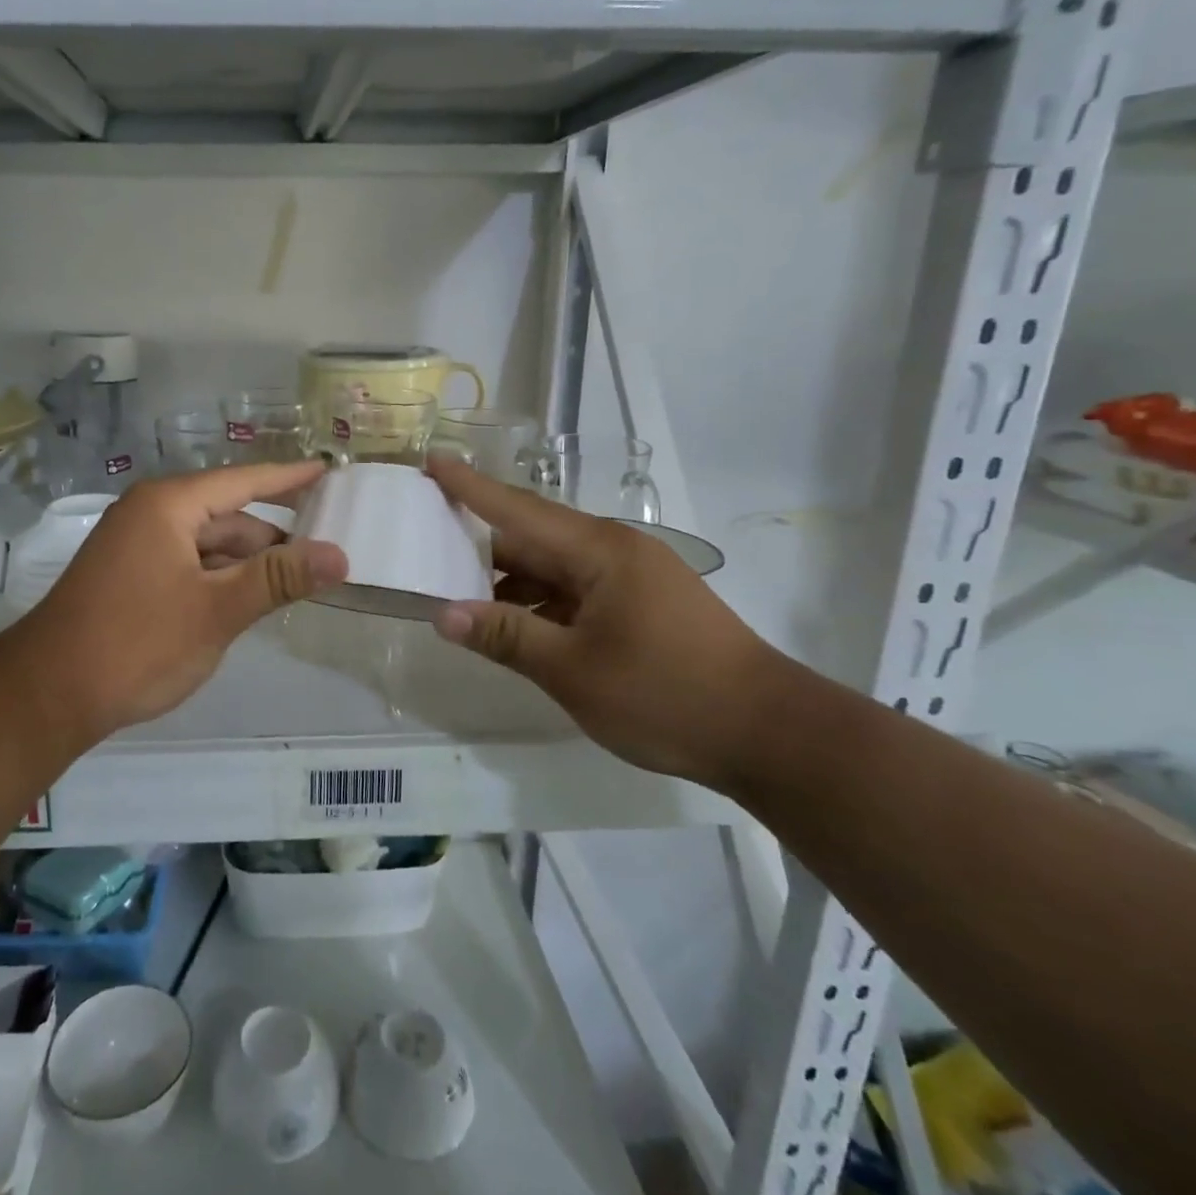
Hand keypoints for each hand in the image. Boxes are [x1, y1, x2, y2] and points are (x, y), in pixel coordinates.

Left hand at [0, 463, 346, 750]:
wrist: (48, 695)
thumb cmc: (137, 643)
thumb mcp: (217, 610)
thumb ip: (278, 578)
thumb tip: (340, 555)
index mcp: (169, 505)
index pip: (244, 481)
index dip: (289, 479)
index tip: (327, 471)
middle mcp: (151, 514)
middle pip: (228, 516)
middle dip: (274, 537)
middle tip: (327, 553)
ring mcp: (137, 546)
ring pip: (209, 545)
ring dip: (248, 563)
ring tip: (297, 584)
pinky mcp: (131, 576)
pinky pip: (189, 565)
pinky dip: (220, 579)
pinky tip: (248, 600)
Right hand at [427, 458, 783, 789]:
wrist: (771, 734)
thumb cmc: (666, 695)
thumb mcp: (573, 670)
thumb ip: (506, 636)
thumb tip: (443, 614)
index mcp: (599, 551)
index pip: (517, 509)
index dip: (470, 487)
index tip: (431, 460)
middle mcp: (614, 552)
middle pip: (532, 538)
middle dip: (478, 543)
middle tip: (424, 543)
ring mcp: (631, 578)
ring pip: (552, 568)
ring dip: (508, 582)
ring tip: (455, 594)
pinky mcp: (640, 605)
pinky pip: (574, 592)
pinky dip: (539, 604)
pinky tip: (511, 626)